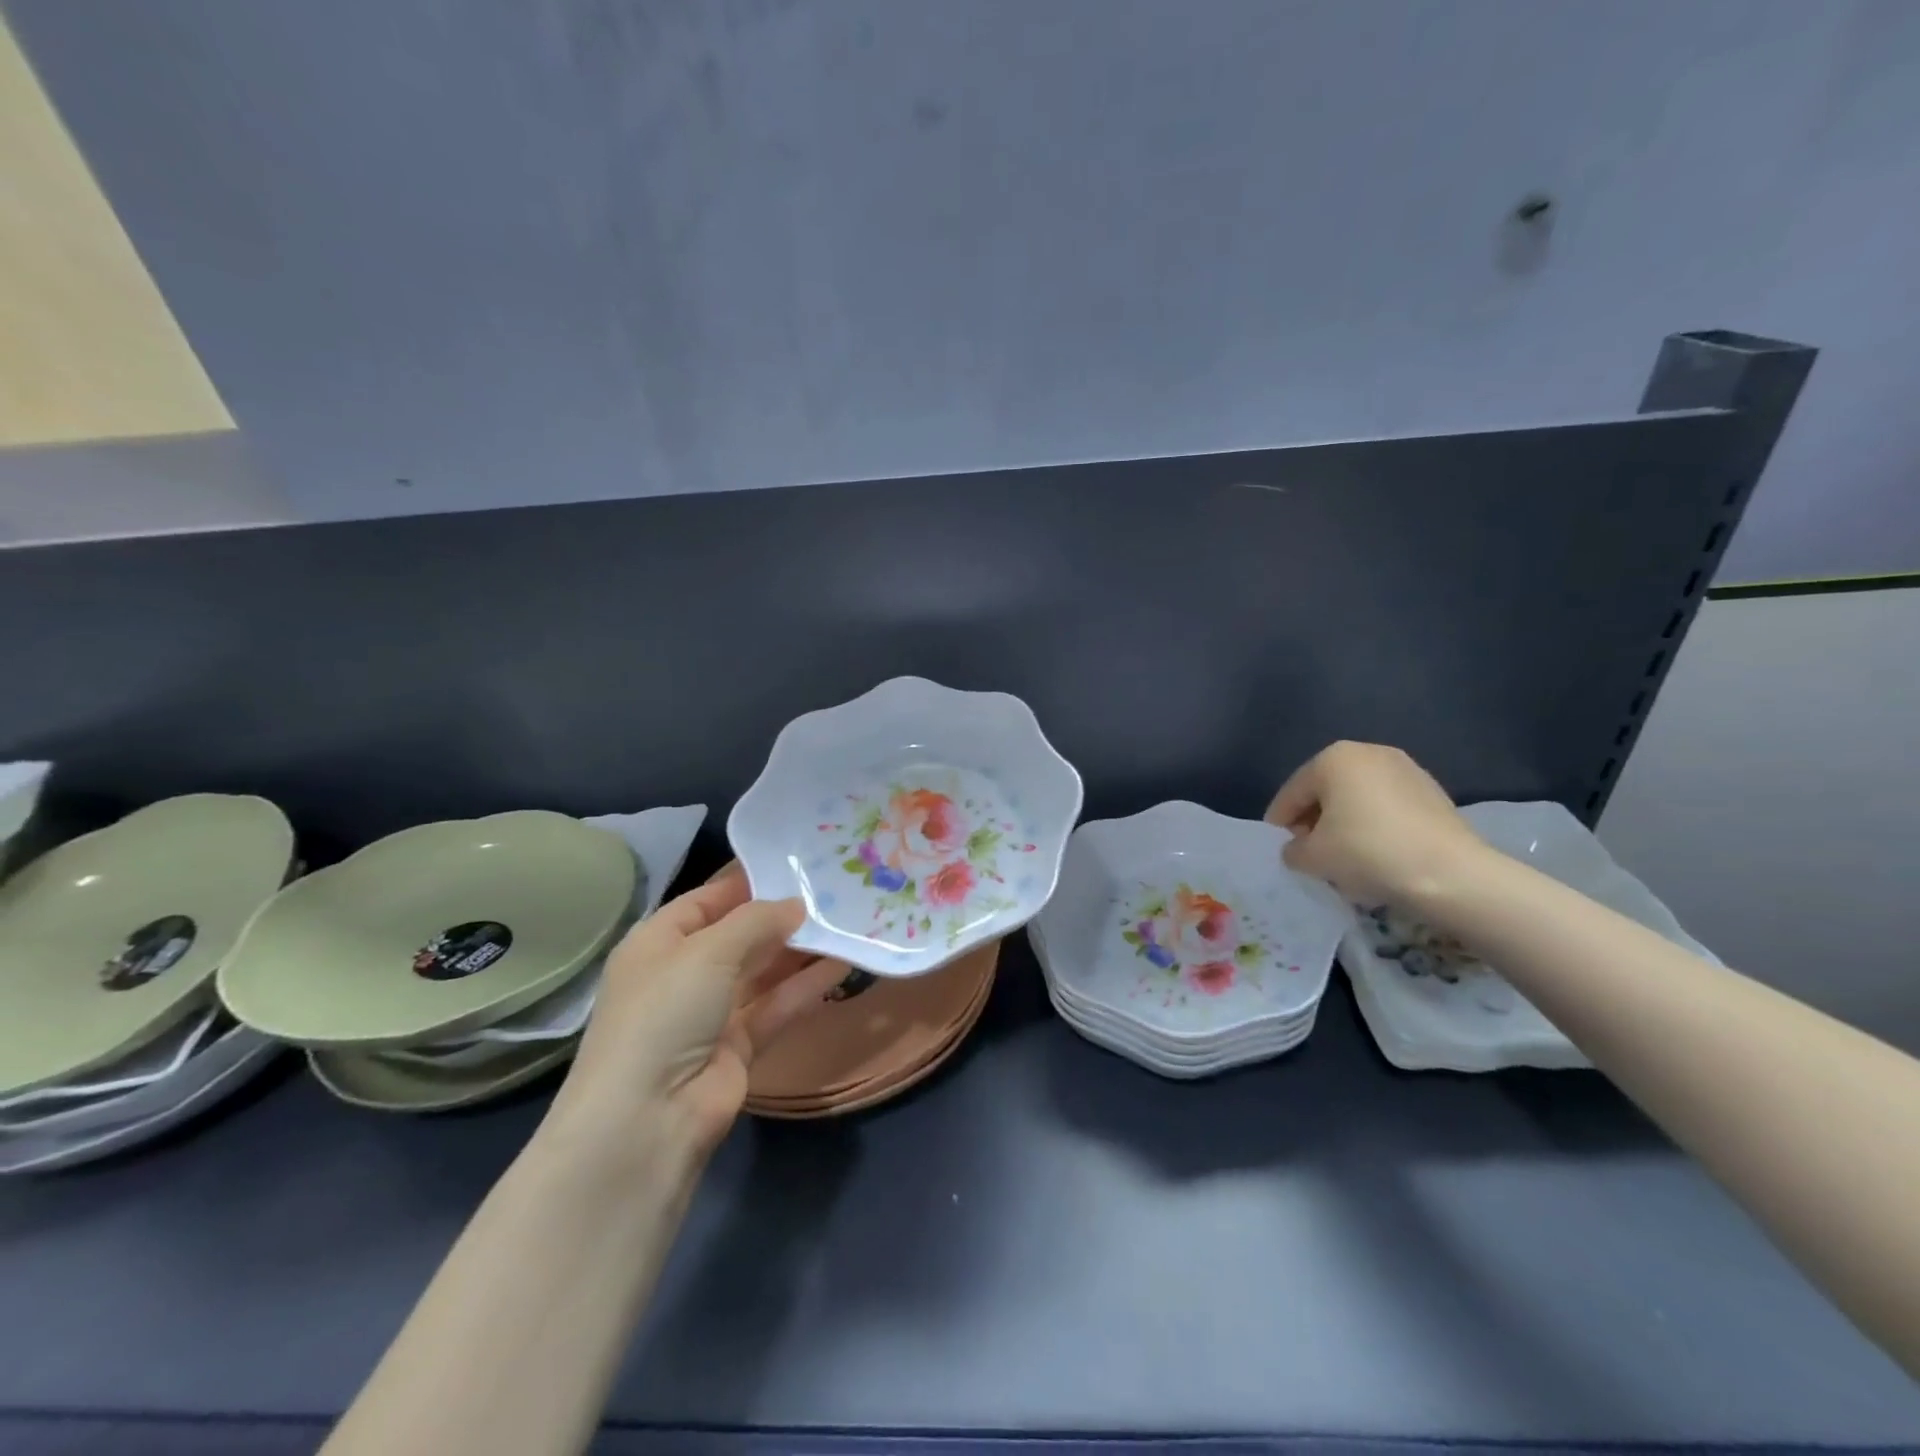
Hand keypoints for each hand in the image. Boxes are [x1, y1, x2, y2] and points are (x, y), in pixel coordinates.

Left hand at [544, 863, 846, 1163]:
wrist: (648, 1119)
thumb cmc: (666, 1012)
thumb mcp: (708, 951)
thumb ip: (757, 921)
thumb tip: (796, 905)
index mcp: (659, 942)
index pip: (707, 901)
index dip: (748, 883)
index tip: (795, 866)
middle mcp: (684, 973)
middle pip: (740, 935)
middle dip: (781, 916)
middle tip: (832, 892)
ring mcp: (711, 1012)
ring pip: (763, 971)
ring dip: (800, 950)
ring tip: (845, 923)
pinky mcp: (739, 1045)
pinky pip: (776, 1005)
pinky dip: (806, 986)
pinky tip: (842, 964)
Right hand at [1265, 741, 1488, 905]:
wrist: (1450, 873)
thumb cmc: (1367, 852)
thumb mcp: (1312, 857)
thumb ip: (1293, 849)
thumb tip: (1299, 848)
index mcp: (1333, 758)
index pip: (1292, 792)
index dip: (1280, 822)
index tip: (1278, 847)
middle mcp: (1368, 752)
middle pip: (1326, 790)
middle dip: (1314, 820)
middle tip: (1309, 852)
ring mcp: (1406, 768)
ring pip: (1358, 798)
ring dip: (1344, 822)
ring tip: (1343, 856)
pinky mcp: (1432, 791)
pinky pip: (1387, 807)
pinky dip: (1374, 825)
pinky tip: (1376, 853)